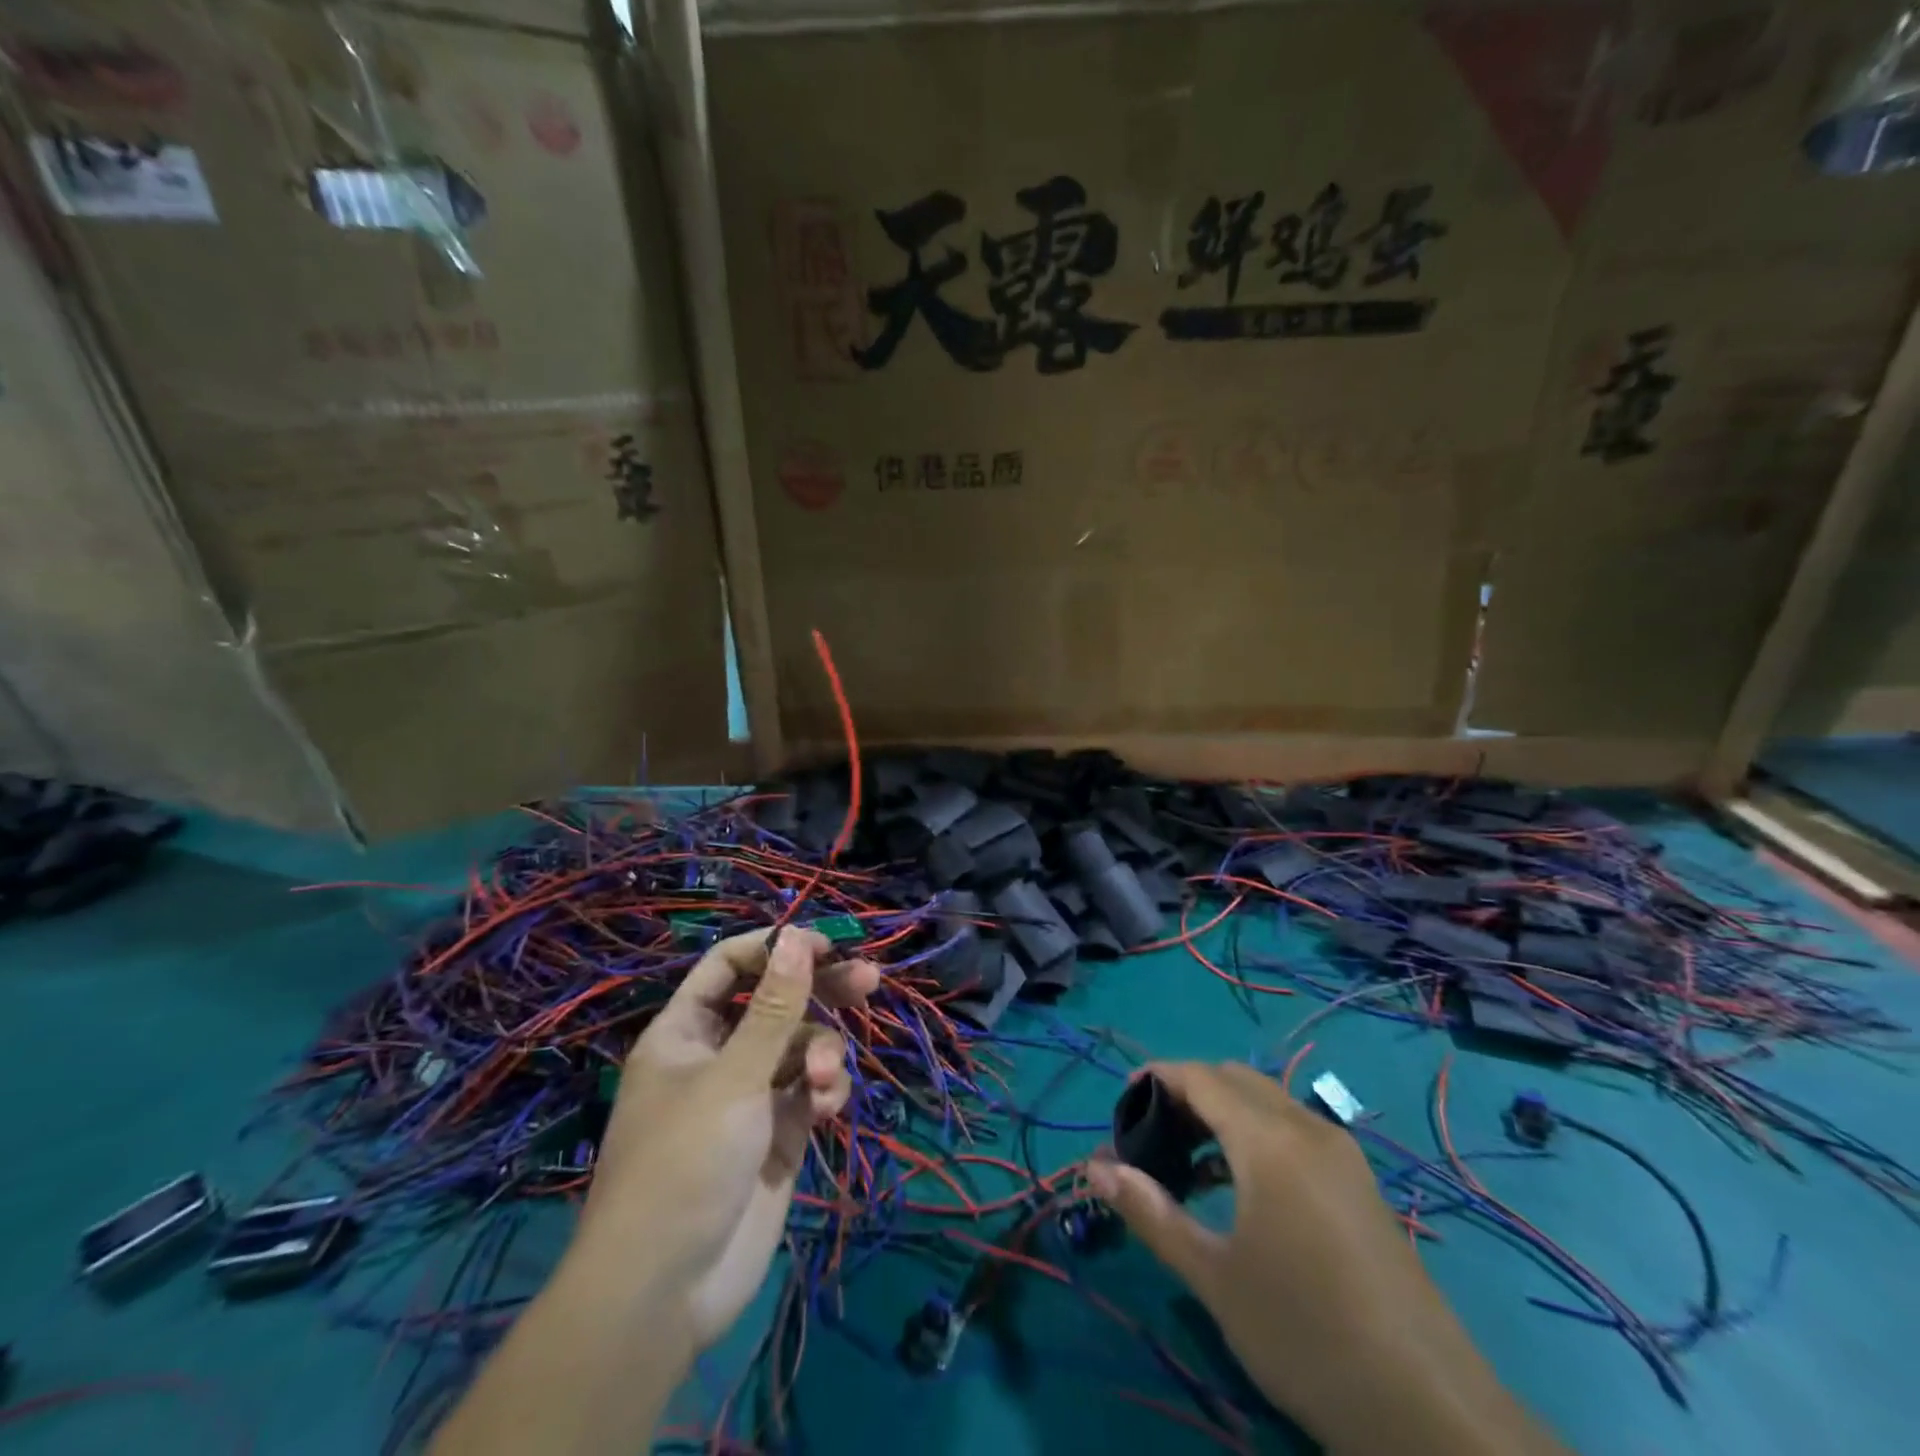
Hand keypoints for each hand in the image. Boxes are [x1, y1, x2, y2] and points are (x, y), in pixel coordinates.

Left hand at [575, 928, 878, 1348]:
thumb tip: (799, 937)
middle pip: (776, 1003)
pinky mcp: (778, 1135)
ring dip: (821, 1054)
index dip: (774, 950)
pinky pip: (809, 1092)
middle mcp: (718, 1057)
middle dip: (820, 991)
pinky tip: (826, 1107)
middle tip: (869, 979)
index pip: (730, 967)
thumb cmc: (686, 1164)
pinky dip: (823, 1092)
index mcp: (687, 1033)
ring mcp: (750, 1097)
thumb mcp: (733, 1077)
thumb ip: (774, 1007)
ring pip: (800, 1048)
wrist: (667, 1292)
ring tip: (822, 1081)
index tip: (824, 945)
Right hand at [1088, 1063, 1561, 1455]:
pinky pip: (1295, 1131)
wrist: (1430, 1411)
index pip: (1200, 1077)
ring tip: (1187, 1164)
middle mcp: (1307, 1128)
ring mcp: (1342, 1155)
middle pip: (1235, 1079)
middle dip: (1188, 1091)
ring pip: (1268, 1103)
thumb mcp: (1213, 1276)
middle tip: (1152, 1134)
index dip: (1156, 1078)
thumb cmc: (1304, 1334)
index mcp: (1269, 1139)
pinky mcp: (1362, 1185)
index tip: (1121, 1104)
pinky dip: (1256, 1135)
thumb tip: (1095, 1168)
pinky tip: (1240, 1189)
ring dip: (1223, 1113)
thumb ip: (1150, 1212)